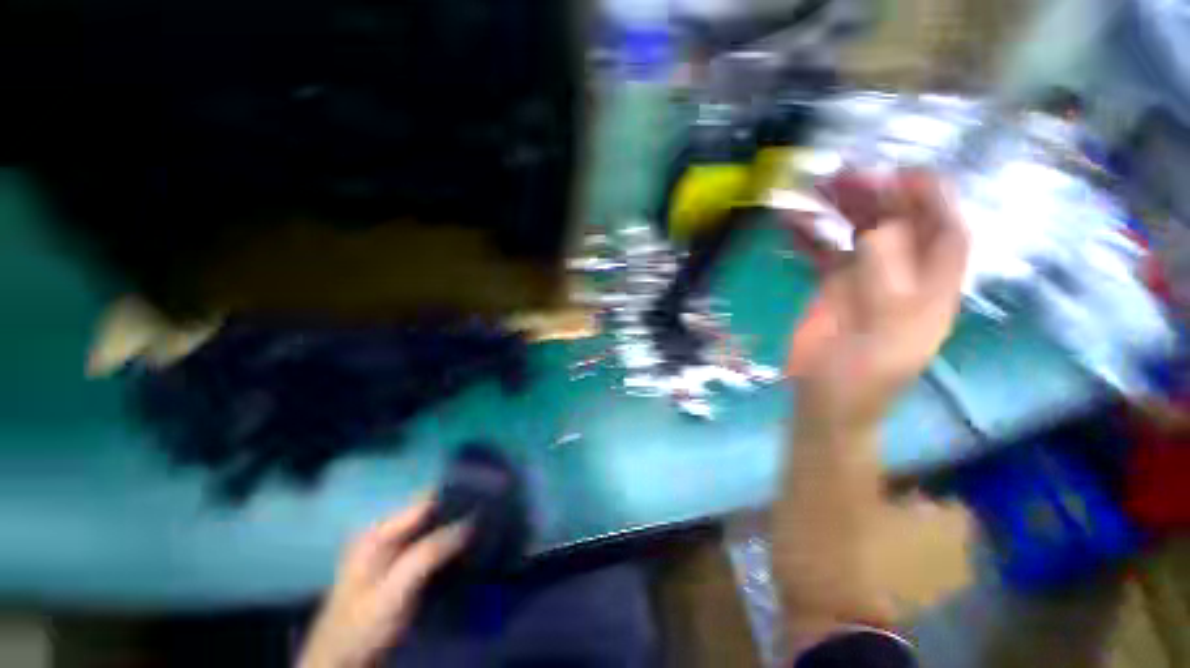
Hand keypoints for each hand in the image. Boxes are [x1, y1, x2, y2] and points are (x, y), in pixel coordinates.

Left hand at [298, 499, 469, 667]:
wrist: (342, 662)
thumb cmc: (364, 624)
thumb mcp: (395, 589)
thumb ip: (430, 553)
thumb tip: (470, 521)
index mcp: (379, 530)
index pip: (426, 500)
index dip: (456, 496)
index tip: (486, 498)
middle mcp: (386, 532)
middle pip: (430, 510)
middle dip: (459, 511)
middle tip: (490, 514)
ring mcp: (391, 548)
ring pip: (433, 526)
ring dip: (456, 527)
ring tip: (486, 527)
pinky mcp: (399, 564)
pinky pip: (430, 543)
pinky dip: (449, 543)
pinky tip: (467, 548)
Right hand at [788, 168, 968, 435]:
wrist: (824, 403)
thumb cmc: (860, 379)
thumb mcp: (883, 333)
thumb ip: (885, 280)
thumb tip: (878, 226)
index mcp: (930, 290)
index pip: (946, 234)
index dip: (933, 200)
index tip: (904, 172)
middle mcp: (902, 278)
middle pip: (898, 227)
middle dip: (878, 197)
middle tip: (844, 175)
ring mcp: (864, 282)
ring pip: (858, 234)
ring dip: (841, 211)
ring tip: (816, 188)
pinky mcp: (831, 289)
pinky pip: (823, 253)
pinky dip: (809, 236)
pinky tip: (789, 222)